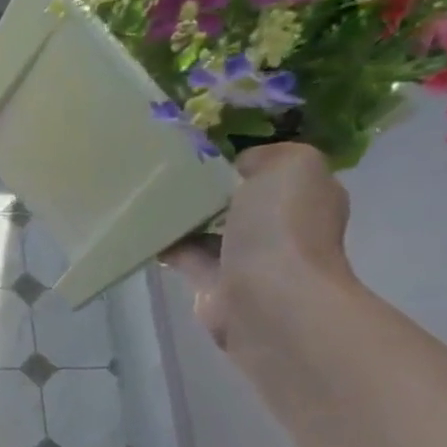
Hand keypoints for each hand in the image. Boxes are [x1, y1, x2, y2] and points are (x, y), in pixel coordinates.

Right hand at [164, 143, 354, 348]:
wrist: (267, 299)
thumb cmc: (283, 228)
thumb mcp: (290, 165)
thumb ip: (264, 156)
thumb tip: (234, 168)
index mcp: (305, 197)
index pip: (272, 171)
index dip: (240, 159)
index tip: (202, 148)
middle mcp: (280, 228)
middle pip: (236, 199)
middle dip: (206, 187)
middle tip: (167, 169)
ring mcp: (246, 259)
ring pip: (207, 228)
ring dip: (181, 216)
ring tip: (146, 195)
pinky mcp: (212, 284)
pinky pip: (183, 255)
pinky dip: (163, 243)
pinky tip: (140, 227)